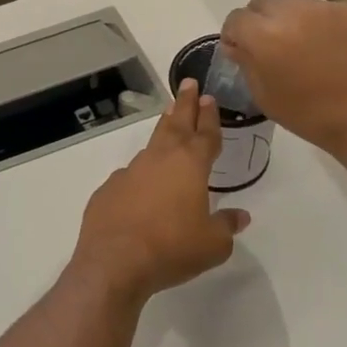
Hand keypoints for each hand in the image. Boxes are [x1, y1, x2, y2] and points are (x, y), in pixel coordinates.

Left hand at [70, 80, 249, 306]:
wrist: (114, 262)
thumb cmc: (172, 248)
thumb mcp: (213, 244)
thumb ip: (226, 226)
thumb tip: (239, 216)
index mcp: (190, 165)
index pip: (205, 134)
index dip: (210, 116)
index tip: (209, 98)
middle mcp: (159, 160)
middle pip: (175, 125)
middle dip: (185, 104)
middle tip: (189, 85)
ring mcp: (129, 173)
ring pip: (151, 146)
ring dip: (163, 132)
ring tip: (168, 122)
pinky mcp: (107, 191)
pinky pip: (129, 176)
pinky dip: (139, 174)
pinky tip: (140, 185)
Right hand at [219, 0, 346, 165]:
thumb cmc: (312, 116)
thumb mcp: (265, 97)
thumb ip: (247, 64)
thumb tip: (239, 46)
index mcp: (264, 35)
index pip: (236, 19)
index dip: (234, 36)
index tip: (241, 52)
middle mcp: (292, 12)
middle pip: (263, 4)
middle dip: (260, 23)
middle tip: (271, 49)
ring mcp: (326, 8)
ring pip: (294, 3)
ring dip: (289, 20)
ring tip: (303, 47)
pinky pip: (325, 10)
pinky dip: (320, 25)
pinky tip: (333, 49)